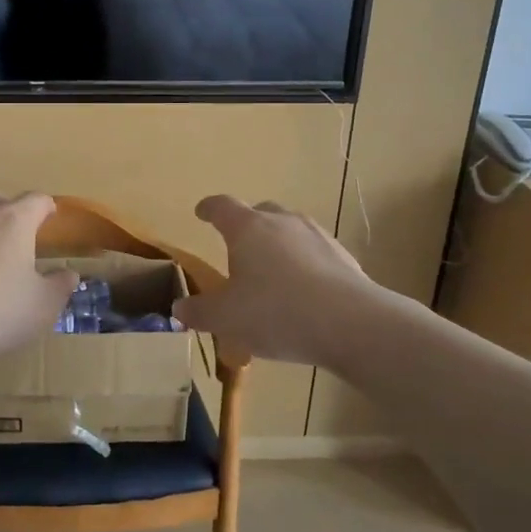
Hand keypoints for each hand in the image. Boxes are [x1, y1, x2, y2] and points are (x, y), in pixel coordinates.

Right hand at [173, 195, 383, 368]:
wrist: (351, 324)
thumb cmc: (275, 313)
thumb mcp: (226, 319)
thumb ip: (199, 312)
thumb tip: (179, 309)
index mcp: (248, 229)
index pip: (223, 207)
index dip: (209, 208)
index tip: (201, 212)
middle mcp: (283, 222)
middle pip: (261, 212)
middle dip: (247, 224)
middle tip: (239, 245)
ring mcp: (318, 237)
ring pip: (292, 230)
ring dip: (279, 244)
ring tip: (273, 270)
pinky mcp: (344, 258)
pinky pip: (316, 253)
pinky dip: (305, 264)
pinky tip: (304, 291)